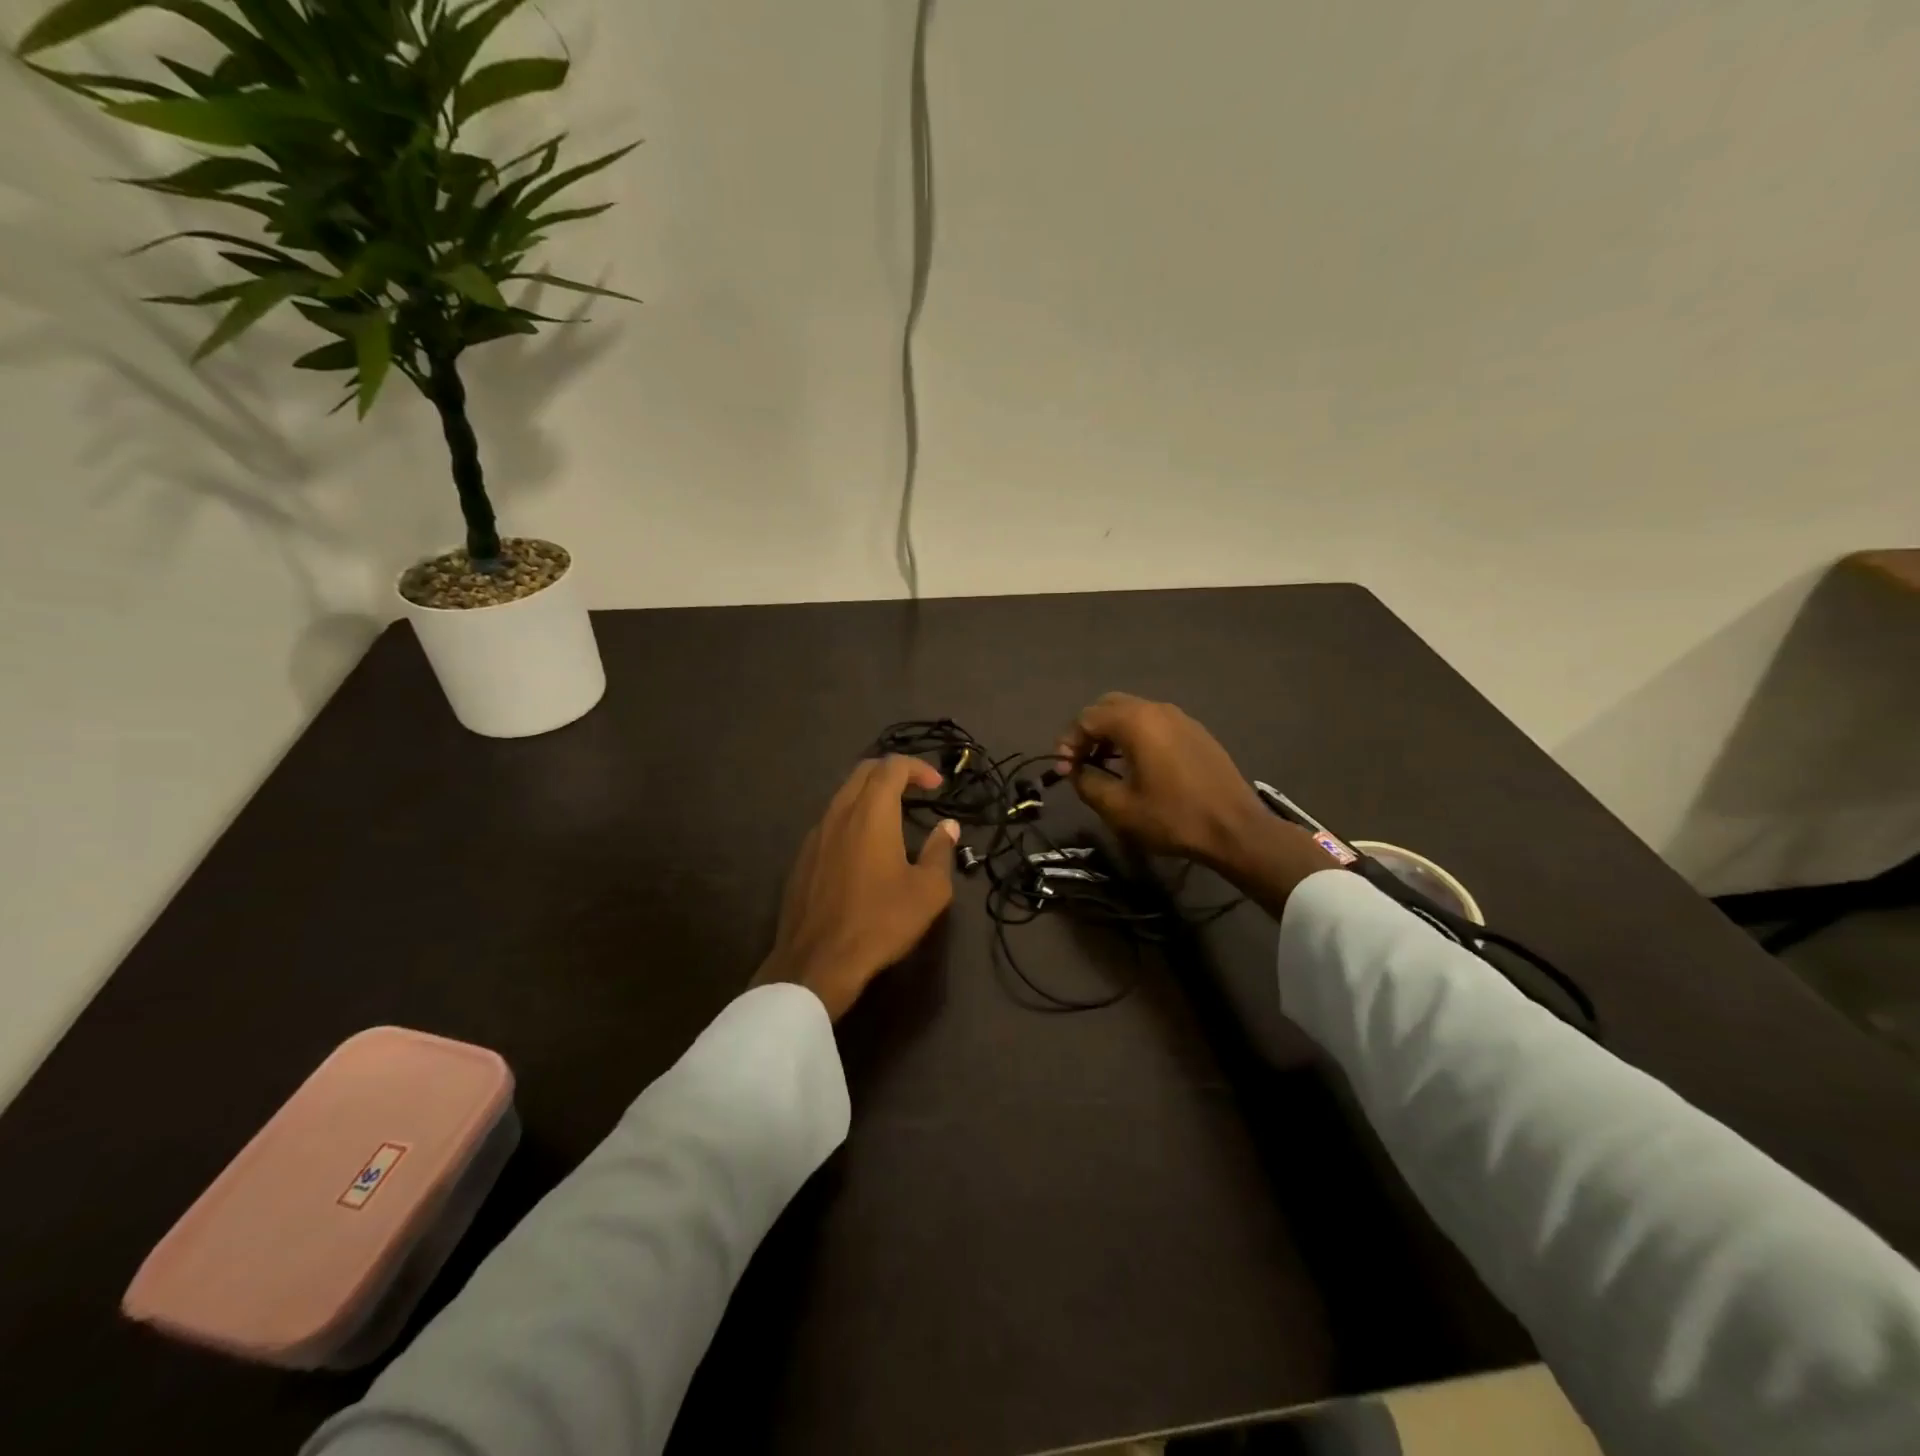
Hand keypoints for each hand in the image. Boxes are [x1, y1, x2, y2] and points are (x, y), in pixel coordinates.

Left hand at [753, 755, 959, 1019]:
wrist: (817, 962)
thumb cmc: (880, 922)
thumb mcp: (927, 891)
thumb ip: (940, 851)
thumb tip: (948, 827)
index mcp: (871, 813)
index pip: (892, 766)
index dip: (918, 768)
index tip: (936, 785)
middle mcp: (839, 813)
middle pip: (864, 772)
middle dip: (892, 772)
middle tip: (916, 789)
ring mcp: (816, 834)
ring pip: (843, 796)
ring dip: (870, 796)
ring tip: (893, 817)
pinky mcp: (802, 857)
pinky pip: (830, 822)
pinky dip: (852, 819)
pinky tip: (863, 849)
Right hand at [1055, 692, 1274, 868]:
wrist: (1236, 829)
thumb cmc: (1173, 817)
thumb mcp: (1119, 808)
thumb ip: (1087, 784)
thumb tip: (1075, 772)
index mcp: (1136, 722)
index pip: (1086, 718)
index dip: (1067, 743)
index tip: (1063, 772)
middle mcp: (1157, 709)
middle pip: (1108, 706)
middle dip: (1087, 732)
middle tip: (1079, 762)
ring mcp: (1180, 718)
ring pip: (1132, 712)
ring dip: (1111, 733)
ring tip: (1103, 766)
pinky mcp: (1195, 732)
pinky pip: (1154, 723)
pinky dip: (1135, 736)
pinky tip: (1135, 765)